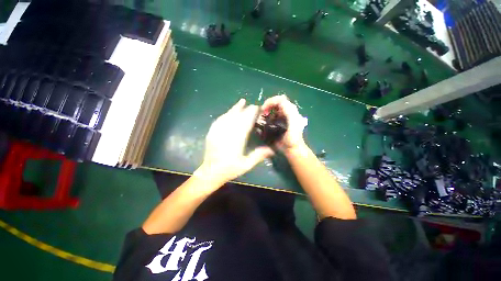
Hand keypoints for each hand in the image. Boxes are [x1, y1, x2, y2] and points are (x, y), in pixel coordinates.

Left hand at [196, 99, 274, 184]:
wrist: (210, 173)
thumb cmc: (229, 169)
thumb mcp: (246, 165)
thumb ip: (259, 155)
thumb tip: (272, 150)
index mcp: (237, 139)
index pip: (245, 122)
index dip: (251, 113)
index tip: (257, 108)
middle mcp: (227, 132)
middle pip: (237, 117)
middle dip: (245, 109)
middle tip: (252, 105)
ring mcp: (218, 131)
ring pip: (227, 116)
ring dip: (235, 108)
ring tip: (241, 102)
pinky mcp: (212, 133)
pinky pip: (219, 120)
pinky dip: (225, 115)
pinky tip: (228, 112)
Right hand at [262, 95, 307, 152]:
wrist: (292, 149)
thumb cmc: (292, 139)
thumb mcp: (293, 124)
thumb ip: (289, 112)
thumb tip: (279, 103)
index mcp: (291, 111)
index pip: (280, 99)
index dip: (270, 102)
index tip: (263, 110)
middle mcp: (287, 112)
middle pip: (276, 102)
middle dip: (268, 105)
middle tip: (262, 113)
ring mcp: (283, 117)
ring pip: (274, 107)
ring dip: (267, 109)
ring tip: (263, 116)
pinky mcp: (279, 122)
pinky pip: (272, 114)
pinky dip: (267, 114)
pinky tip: (265, 120)